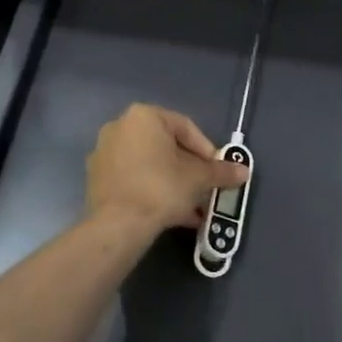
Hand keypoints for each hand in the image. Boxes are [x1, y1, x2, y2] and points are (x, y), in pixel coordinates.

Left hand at [86, 104, 248, 235]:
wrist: (119, 224)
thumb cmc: (162, 188)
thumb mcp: (199, 179)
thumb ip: (221, 172)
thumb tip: (244, 171)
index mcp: (144, 116)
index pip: (185, 128)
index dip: (207, 151)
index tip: (217, 171)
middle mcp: (120, 127)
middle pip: (166, 147)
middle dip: (189, 169)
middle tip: (204, 188)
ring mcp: (104, 153)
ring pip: (150, 165)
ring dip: (173, 183)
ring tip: (192, 207)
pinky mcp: (97, 178)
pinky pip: (133, 179)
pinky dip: (152, 190)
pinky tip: (171, 214)